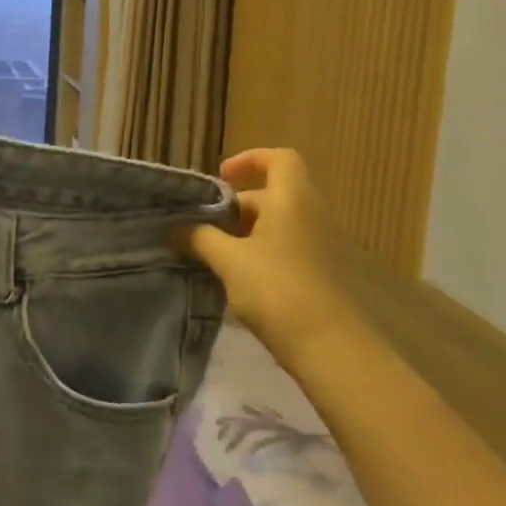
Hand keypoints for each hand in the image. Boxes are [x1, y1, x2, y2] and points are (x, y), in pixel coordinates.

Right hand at [181, 148, 362, 371]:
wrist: (330, 347)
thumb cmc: (277, 289)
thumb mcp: (228, 260)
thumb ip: (199, 237)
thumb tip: (175, 226)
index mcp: (292, 199)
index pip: (279, 158)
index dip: (249, 159)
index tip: (220, 178)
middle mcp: (310, 214)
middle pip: (271, 194)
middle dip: (234, 207)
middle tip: (202, 227)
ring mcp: (318, 245)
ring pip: (276, 224)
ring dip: (243, 233)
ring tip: (212, 255)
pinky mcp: (318, 273)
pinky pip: (284, 248)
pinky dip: (258, 253)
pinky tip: (235, 279)